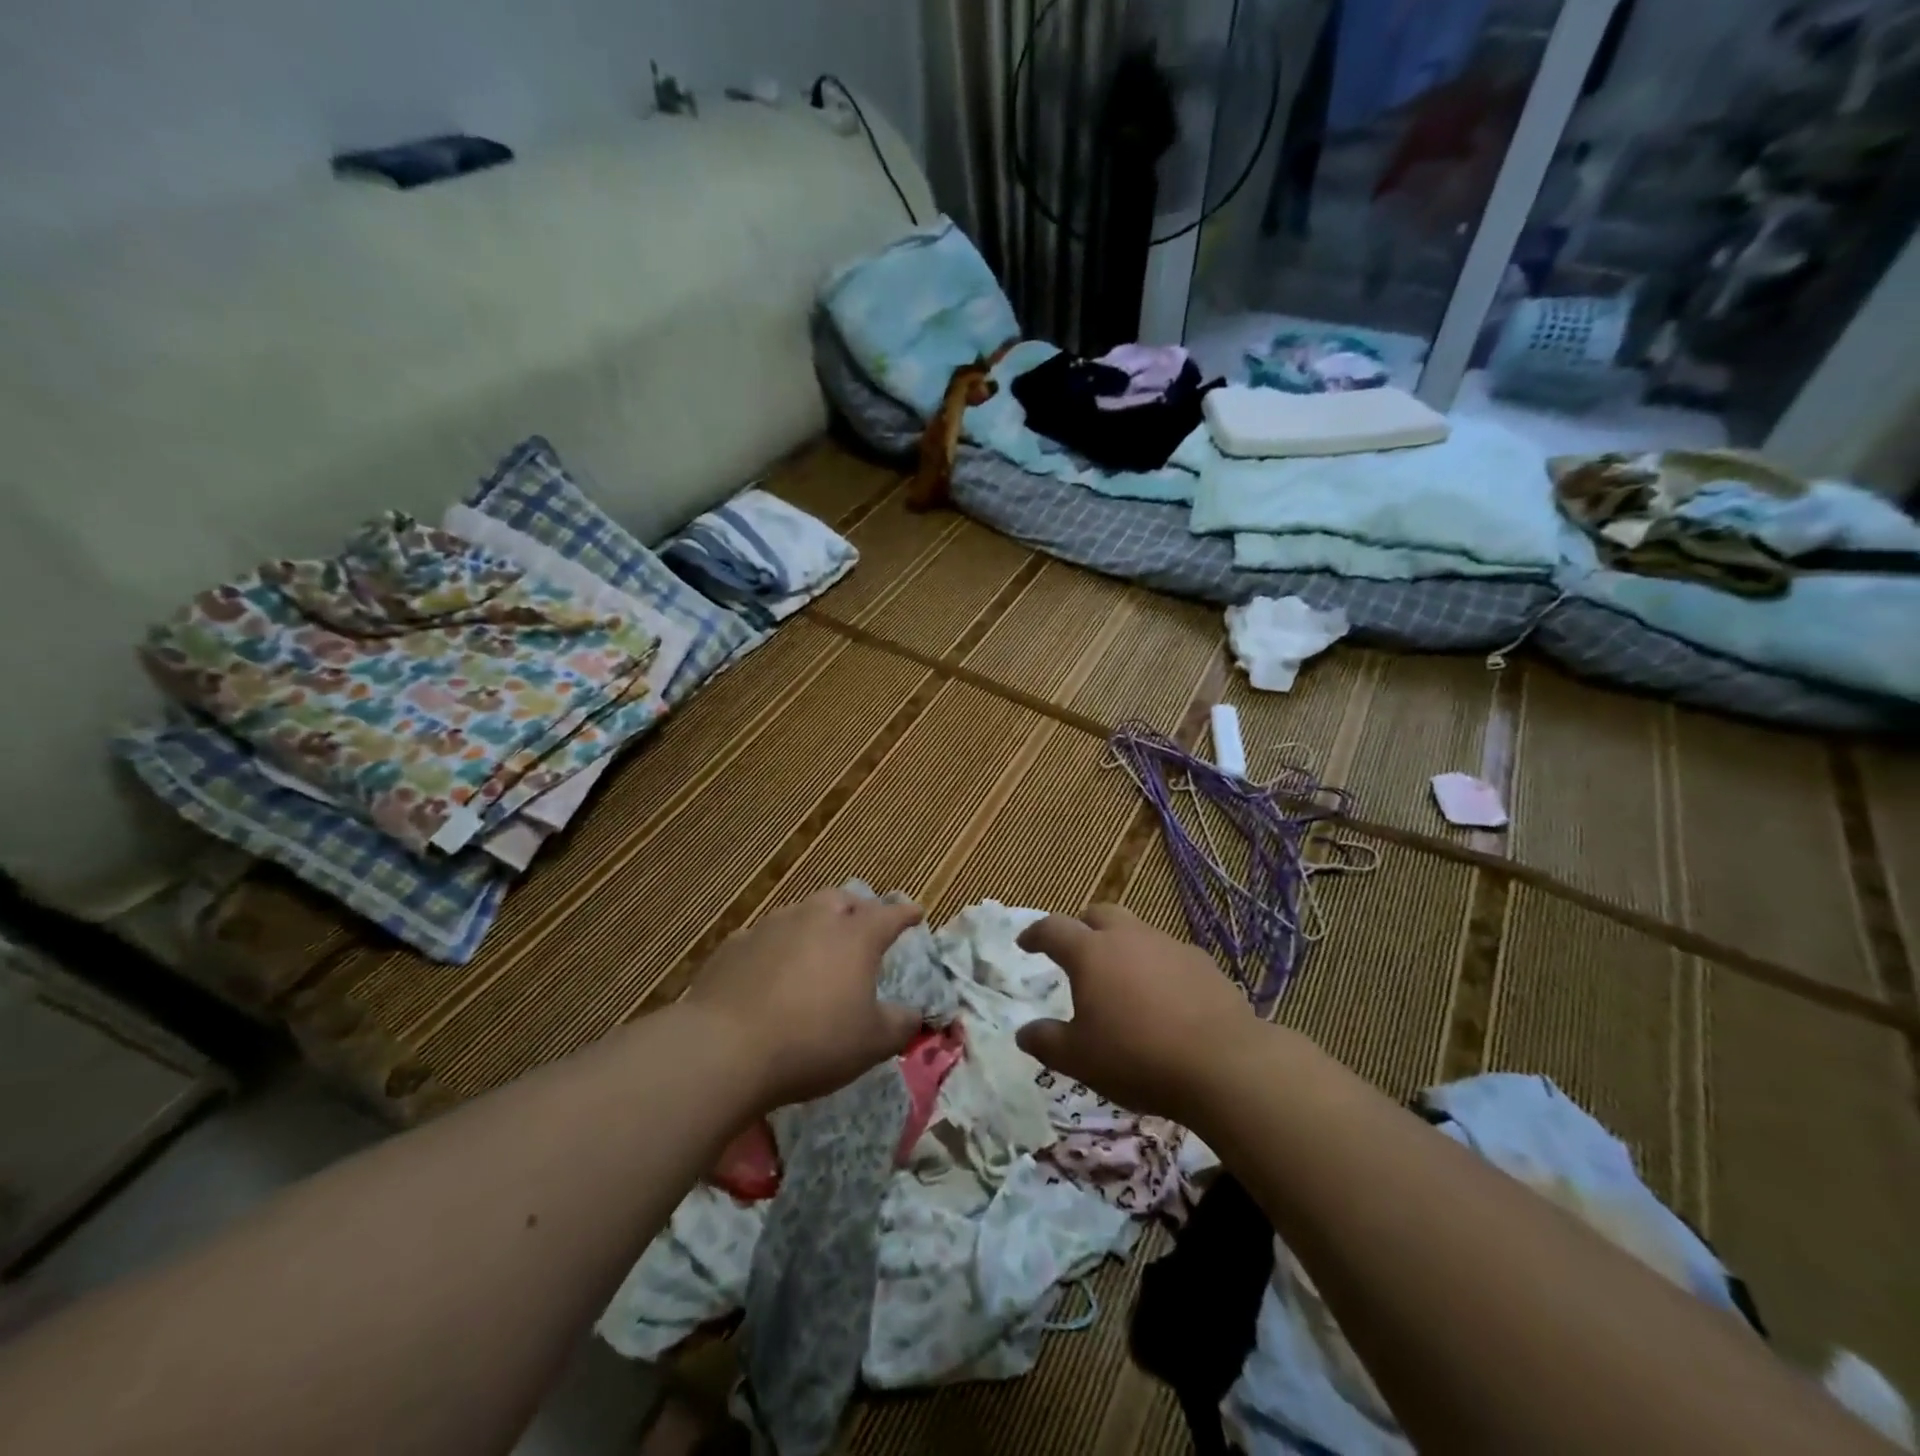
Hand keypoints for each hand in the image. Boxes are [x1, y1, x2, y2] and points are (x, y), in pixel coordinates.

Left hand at [682, 887, 925, 1110]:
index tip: (916, 912)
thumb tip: (914, 1013)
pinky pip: (764, 938)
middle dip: (858, 908)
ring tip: (817, 946)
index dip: (906, 914)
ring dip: (815, 924)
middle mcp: (815, 919)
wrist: (726, 1048)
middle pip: (842, 899)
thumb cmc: (814, 1042)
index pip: (889, 915)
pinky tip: (771, 969)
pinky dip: (777, 947)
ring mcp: (770, 928)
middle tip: (864, 924)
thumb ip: (900, 1024)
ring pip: (801, 912)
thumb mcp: (872, 1043)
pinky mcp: (734, 946)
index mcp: (855, 936)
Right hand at [1015, 904, 1260, 1125]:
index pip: (1053, 928)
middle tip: (1076, 950)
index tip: (1025, 943)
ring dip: (1122, 945)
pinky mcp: (1203, 963)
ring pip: (1137, 931)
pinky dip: (1157, 966)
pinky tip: (1164, 996)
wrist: (1223, 1063)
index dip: (1035, 933)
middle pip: (1098, 914)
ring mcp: (1169, 945)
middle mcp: (1128, 937)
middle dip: (1082, 926)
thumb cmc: (1137, 1057)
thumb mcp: (1079, 1059)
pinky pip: (1170, 954)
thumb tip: (1023, 1032)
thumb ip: (1047, 1041)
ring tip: (1121, 977)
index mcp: (1091, 953)